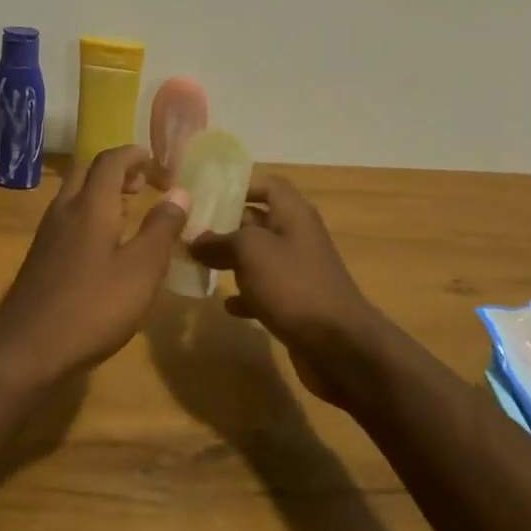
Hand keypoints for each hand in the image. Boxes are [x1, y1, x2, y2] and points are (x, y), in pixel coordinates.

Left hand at [0, 145, 188, 387]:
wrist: (27, 350)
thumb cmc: (93, 307)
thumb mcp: (142, 270)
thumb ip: (162, 228)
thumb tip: (179, 191)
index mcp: (91, 205)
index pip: (111, 160)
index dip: (136, 155)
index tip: (159, 164)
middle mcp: (64, 210)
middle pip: (87, 171)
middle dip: (116, 170)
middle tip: (143, 185)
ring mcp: (47, 235)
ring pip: (74, 195)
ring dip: (101, 193)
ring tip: (129, 212)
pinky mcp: (40, 258)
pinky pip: (67, 219)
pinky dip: (89, 215)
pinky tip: (104, 247)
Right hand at [187, 176, 388, 408]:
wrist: (339, 345)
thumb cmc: (293, 285)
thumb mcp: (250, 252)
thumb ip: (219, 241)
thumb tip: (194, 239)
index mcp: (293, 214)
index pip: (269, 185)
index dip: (241, 186)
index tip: (209, 197)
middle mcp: (298, 237)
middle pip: (259, 221)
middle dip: (227, 226)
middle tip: (191, 233)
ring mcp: (299, 271)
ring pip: (260, 257)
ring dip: (232, 261)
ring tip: (199, 266)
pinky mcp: (297, 303)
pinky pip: (266, 290)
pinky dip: (246, 295)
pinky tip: (227, 305)